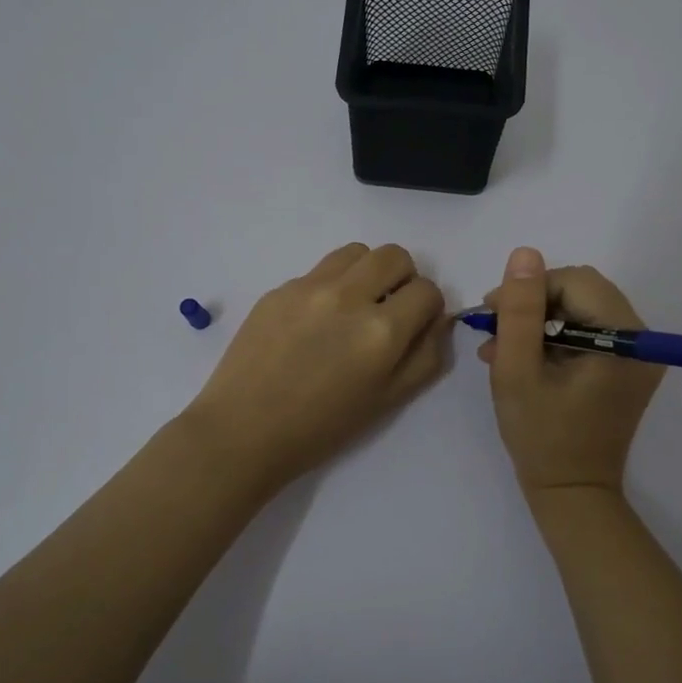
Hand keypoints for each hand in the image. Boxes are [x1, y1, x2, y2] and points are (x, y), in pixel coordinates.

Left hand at [185, 243, 449, 491]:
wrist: (244, 431)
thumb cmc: (321, 428)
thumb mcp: (388, 401)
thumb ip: (424, 355)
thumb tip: (437, 319)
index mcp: (380, 331)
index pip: (427, 290)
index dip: (428, 307)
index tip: (415, 324)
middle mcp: (348, 297)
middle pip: (394, 255)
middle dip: (402, 278)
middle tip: (388, 308)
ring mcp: (308, 287)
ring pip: (356, 251)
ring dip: (367, 271)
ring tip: (354, 305)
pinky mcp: (279, 288)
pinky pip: (319, 270)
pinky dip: (331, 286)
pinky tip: (314, 322)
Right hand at [479, 248, 663, 497]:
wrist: (572, 494)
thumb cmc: (541, 436)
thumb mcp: (517, 370)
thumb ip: (520, 310)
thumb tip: (525, 253)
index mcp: (623, 339)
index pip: (575, 282)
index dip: (531, 289)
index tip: (492, 313)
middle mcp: (642, 341)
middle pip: (582, 292)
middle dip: (534, 305)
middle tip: (495, 332)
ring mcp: (638, 356)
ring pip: (582, 309)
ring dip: (540, 322)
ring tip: (501, 350)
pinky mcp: (627, 368)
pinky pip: (589, 332)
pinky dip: (554, 338)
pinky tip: (523, 359)